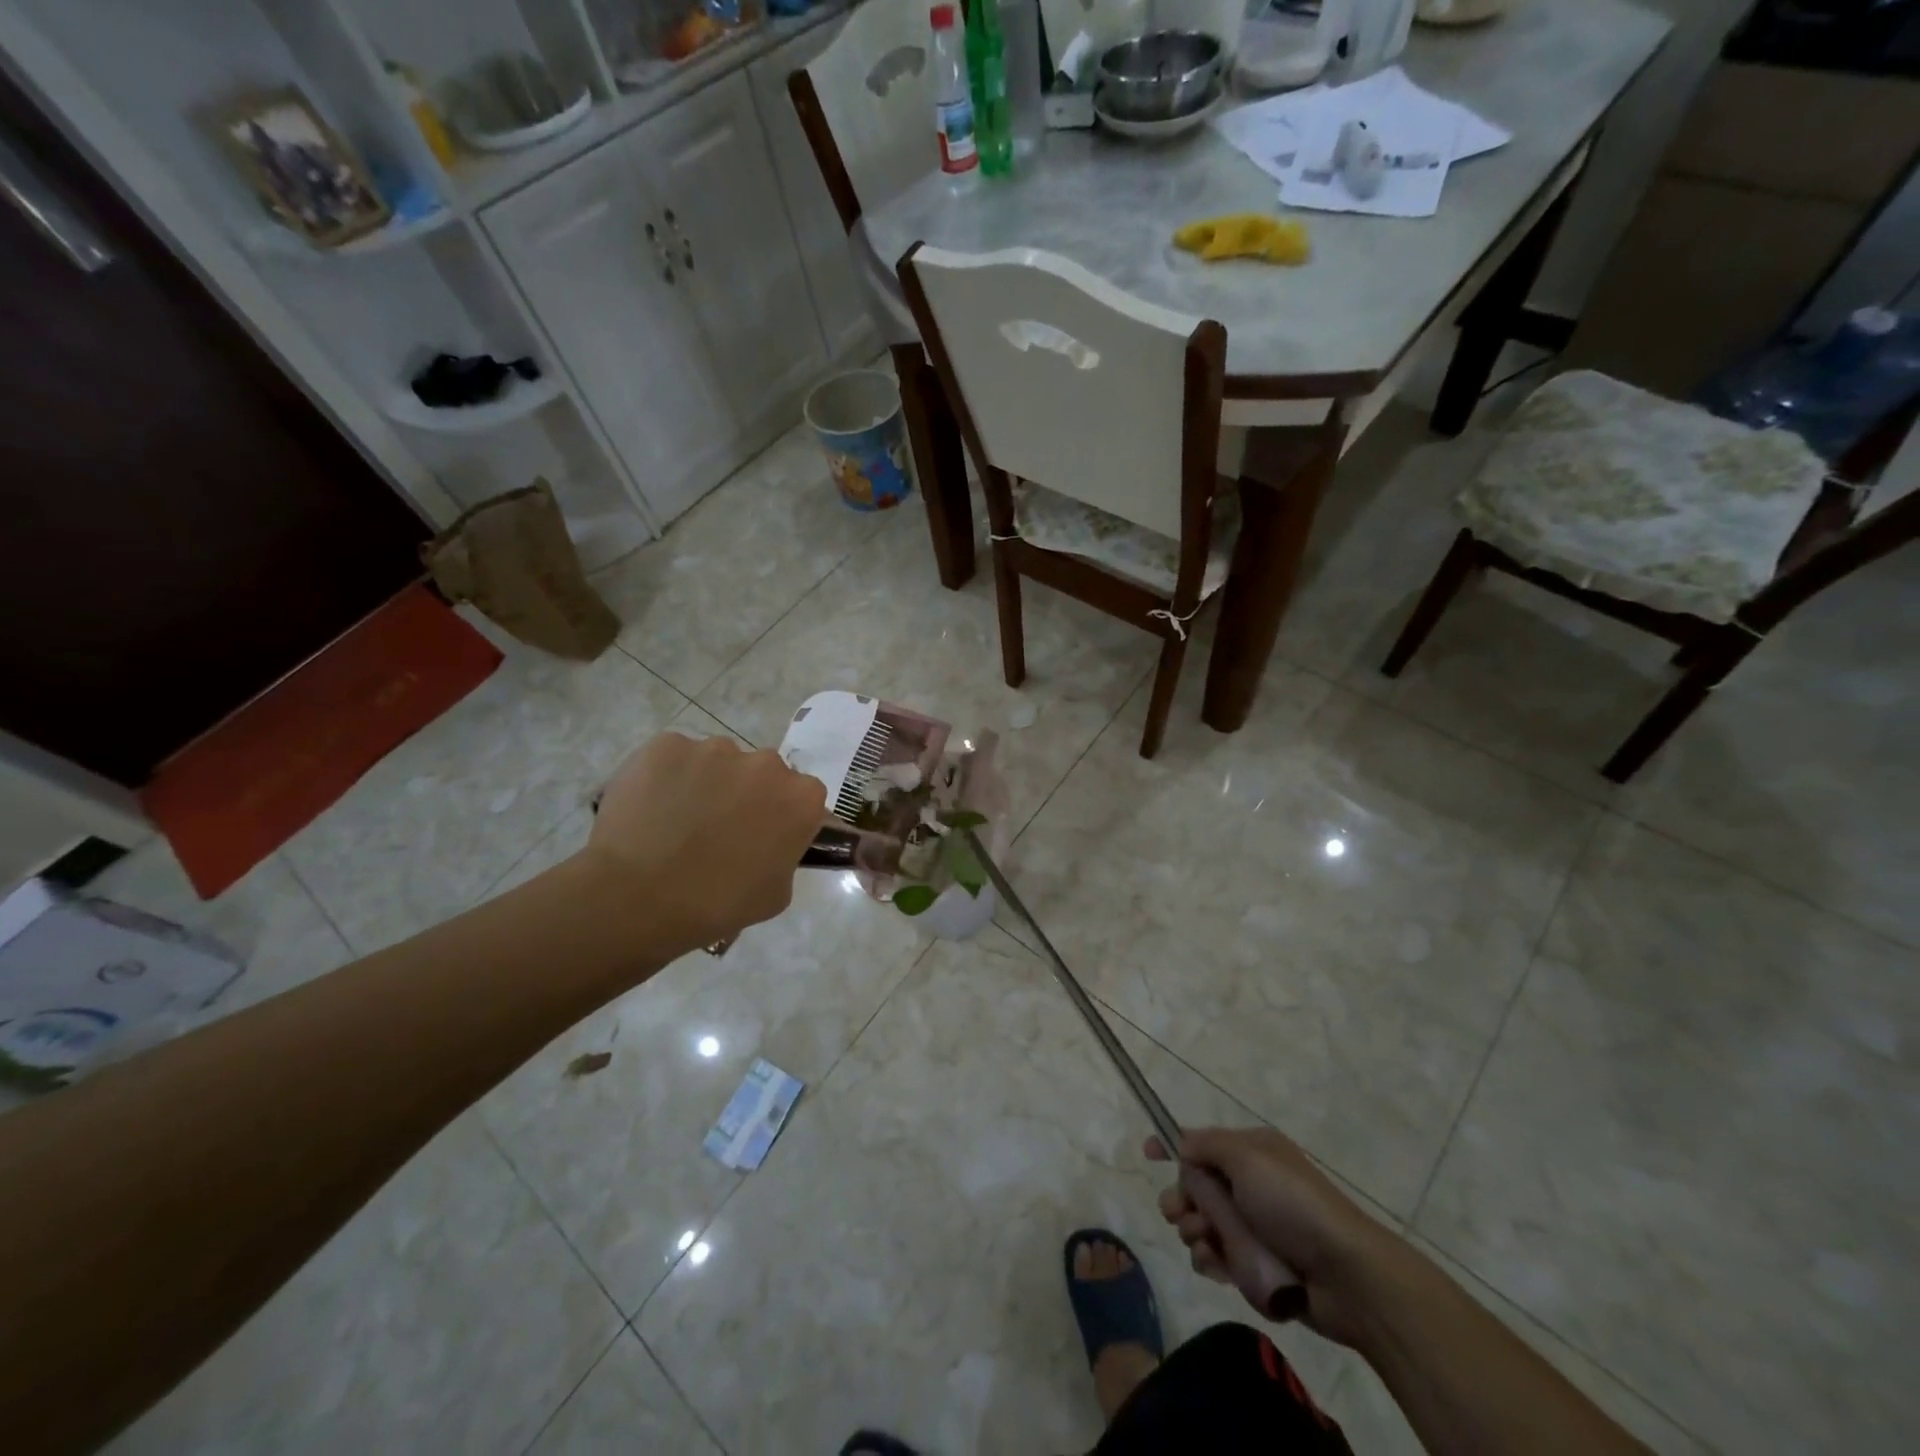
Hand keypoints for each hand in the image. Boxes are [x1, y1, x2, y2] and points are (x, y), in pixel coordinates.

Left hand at [582, 732, 824, 953]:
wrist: (638, 897)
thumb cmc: (716, 905)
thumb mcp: (776, 894)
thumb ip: (785, 856)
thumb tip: (770, 844)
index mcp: (801, 798)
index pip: (802, 798)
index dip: (782, 816)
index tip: (763, 837)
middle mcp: (766, 762)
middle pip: (762, 773)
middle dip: (746, 794)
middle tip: (718, 829)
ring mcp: (714, 748)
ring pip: (718, 761)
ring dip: (707, 782)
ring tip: (676, 820)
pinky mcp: (667, 744)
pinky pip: (674, 758)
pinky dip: (667, 777)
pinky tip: (650, 808)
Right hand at [1149, 1126, 1401, 1348]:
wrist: (1346, 1275)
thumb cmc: (1293, 1204)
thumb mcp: (1247, 1157)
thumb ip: (1206, 1145)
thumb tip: (1181, 1145)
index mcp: (1251, 1152)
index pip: (1201, 1142)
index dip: (1172, 1145)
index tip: (1148, 1154)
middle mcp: (1250, 1184)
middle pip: (1196, 1186)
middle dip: (1181, 1198)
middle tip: (1178, 1213)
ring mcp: (1254, 1226)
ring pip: (1203, 1224)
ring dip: (1195, 1232)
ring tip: (1206, 1242)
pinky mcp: (1257, 1264)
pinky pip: (1218, 1258)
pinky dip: (1211, 1260)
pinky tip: (1217, 1266)